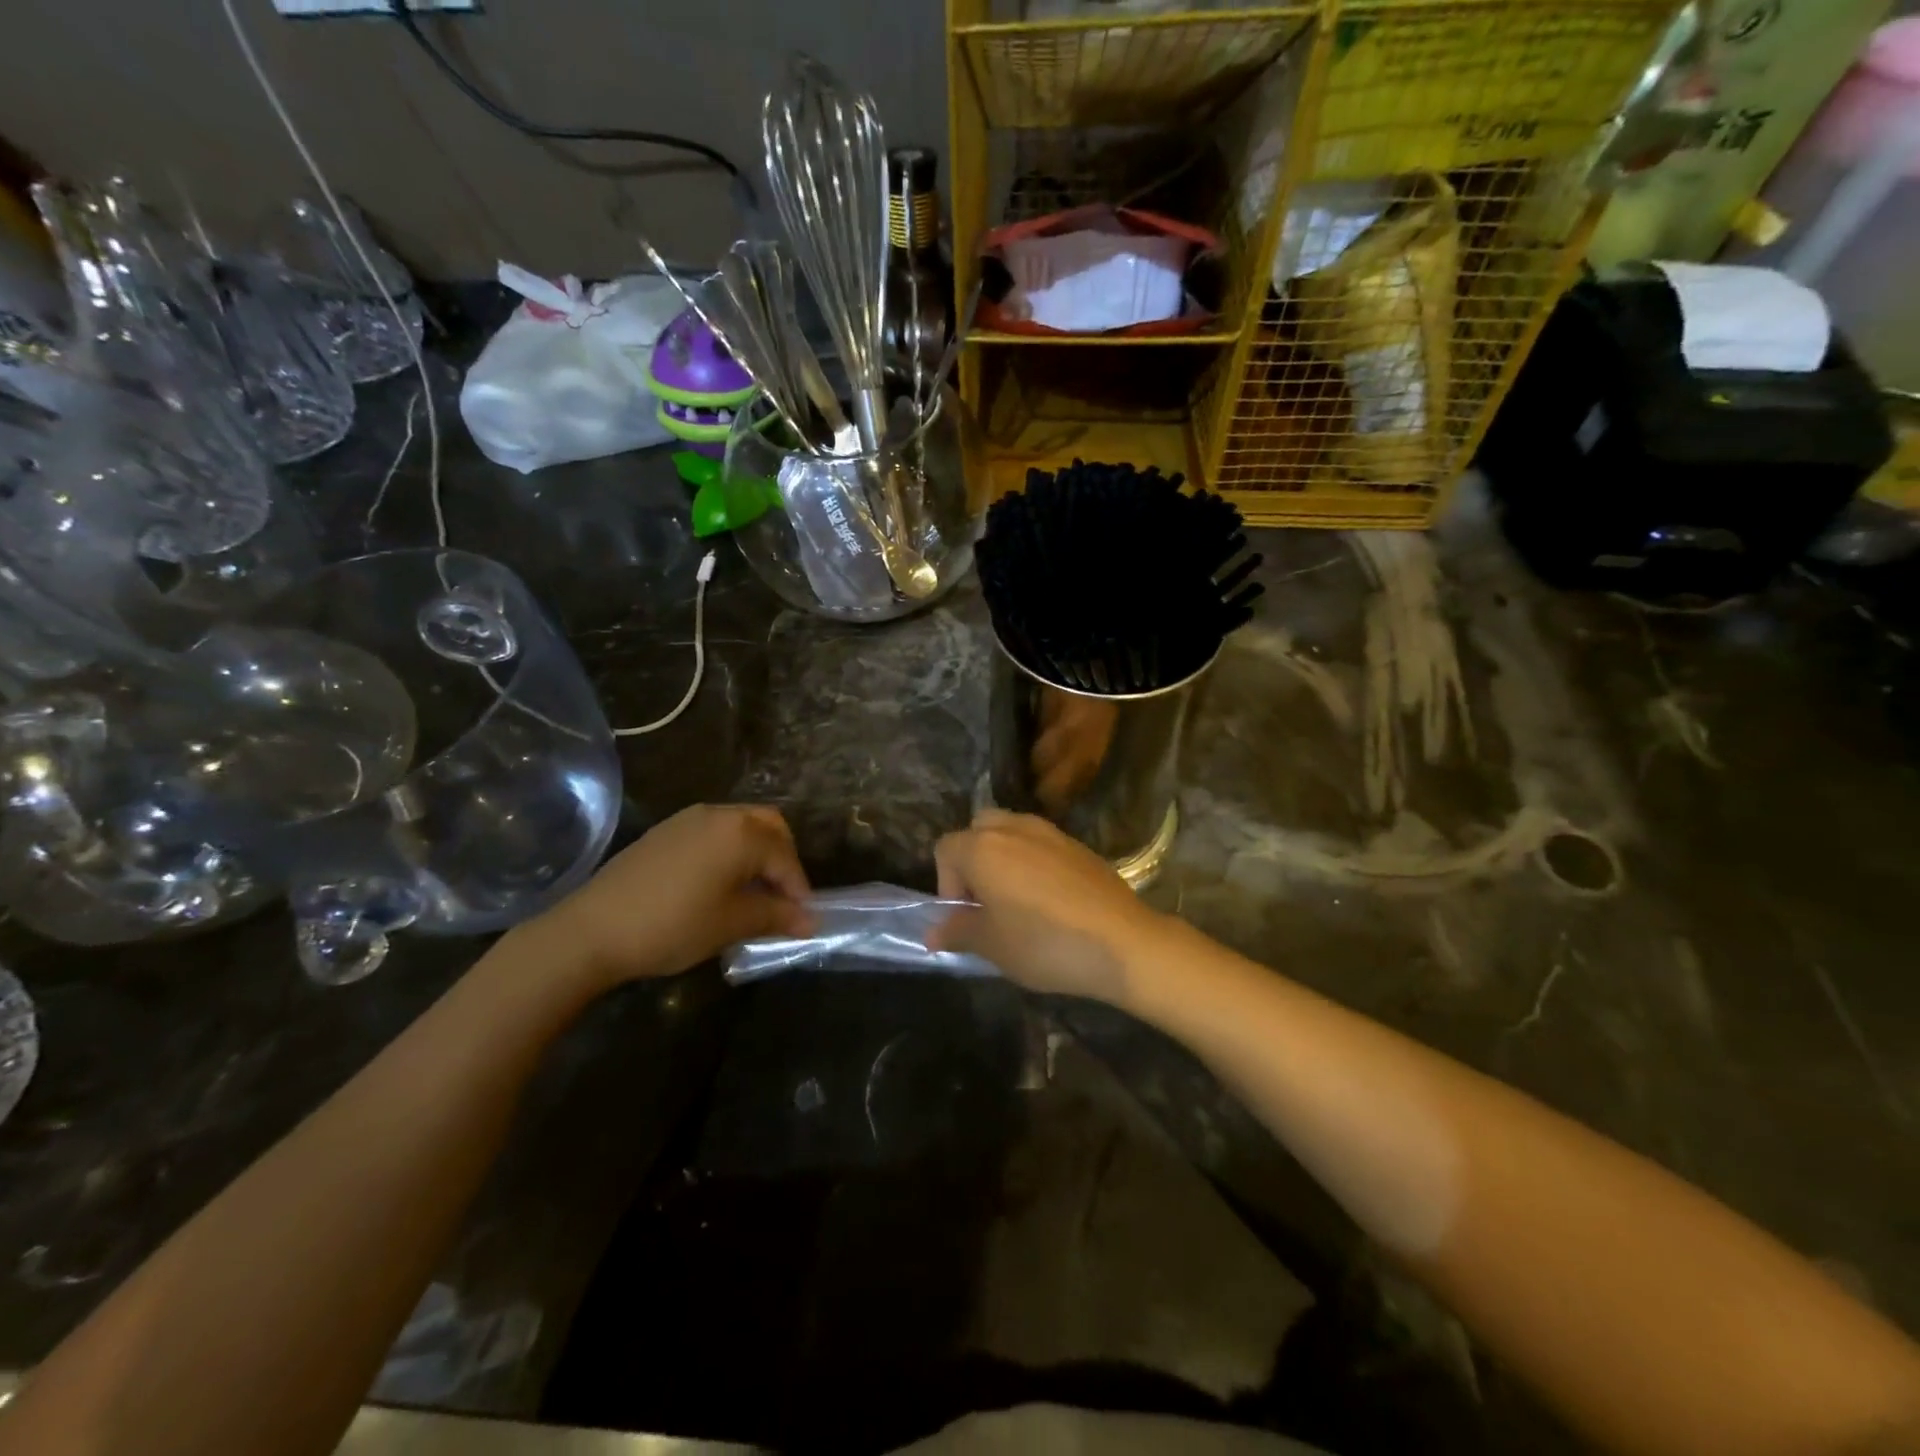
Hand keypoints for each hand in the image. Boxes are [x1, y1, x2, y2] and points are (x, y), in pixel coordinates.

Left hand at [530, 804, 811, 986]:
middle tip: (782, 896)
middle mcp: (719, 814)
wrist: (590, 930)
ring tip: (753, 893)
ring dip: (756, 853)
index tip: (804, 919)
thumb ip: (776, 915)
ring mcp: (688, 819)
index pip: (785, 857)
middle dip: (783, 859)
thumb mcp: (731, 923)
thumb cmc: (672, 925)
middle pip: (769, 826)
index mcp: (741, 832)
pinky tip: (719, 886)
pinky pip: (714, 833)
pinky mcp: (665, 832)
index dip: (799, 888)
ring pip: (740, 826)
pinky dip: (730, 852)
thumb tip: (811, 920)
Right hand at [930, 809, 1171, 1005]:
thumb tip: (934, 932)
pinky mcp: (1078, 845)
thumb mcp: (992, 946)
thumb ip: (958, 931)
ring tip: (1017, 901)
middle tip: (986, 902)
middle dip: (973, 861)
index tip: (965, 918)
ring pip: (1011, 832)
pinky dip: (1034, 862)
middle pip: (977, 830)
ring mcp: (1050, 832)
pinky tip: (1050, 900)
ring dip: (1004, 859)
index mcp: (983, 848)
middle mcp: (1013, 828)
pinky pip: (1041, 844)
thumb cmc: (1045, 944)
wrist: (1123, 943)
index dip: (946, 884)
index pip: (945, 849)